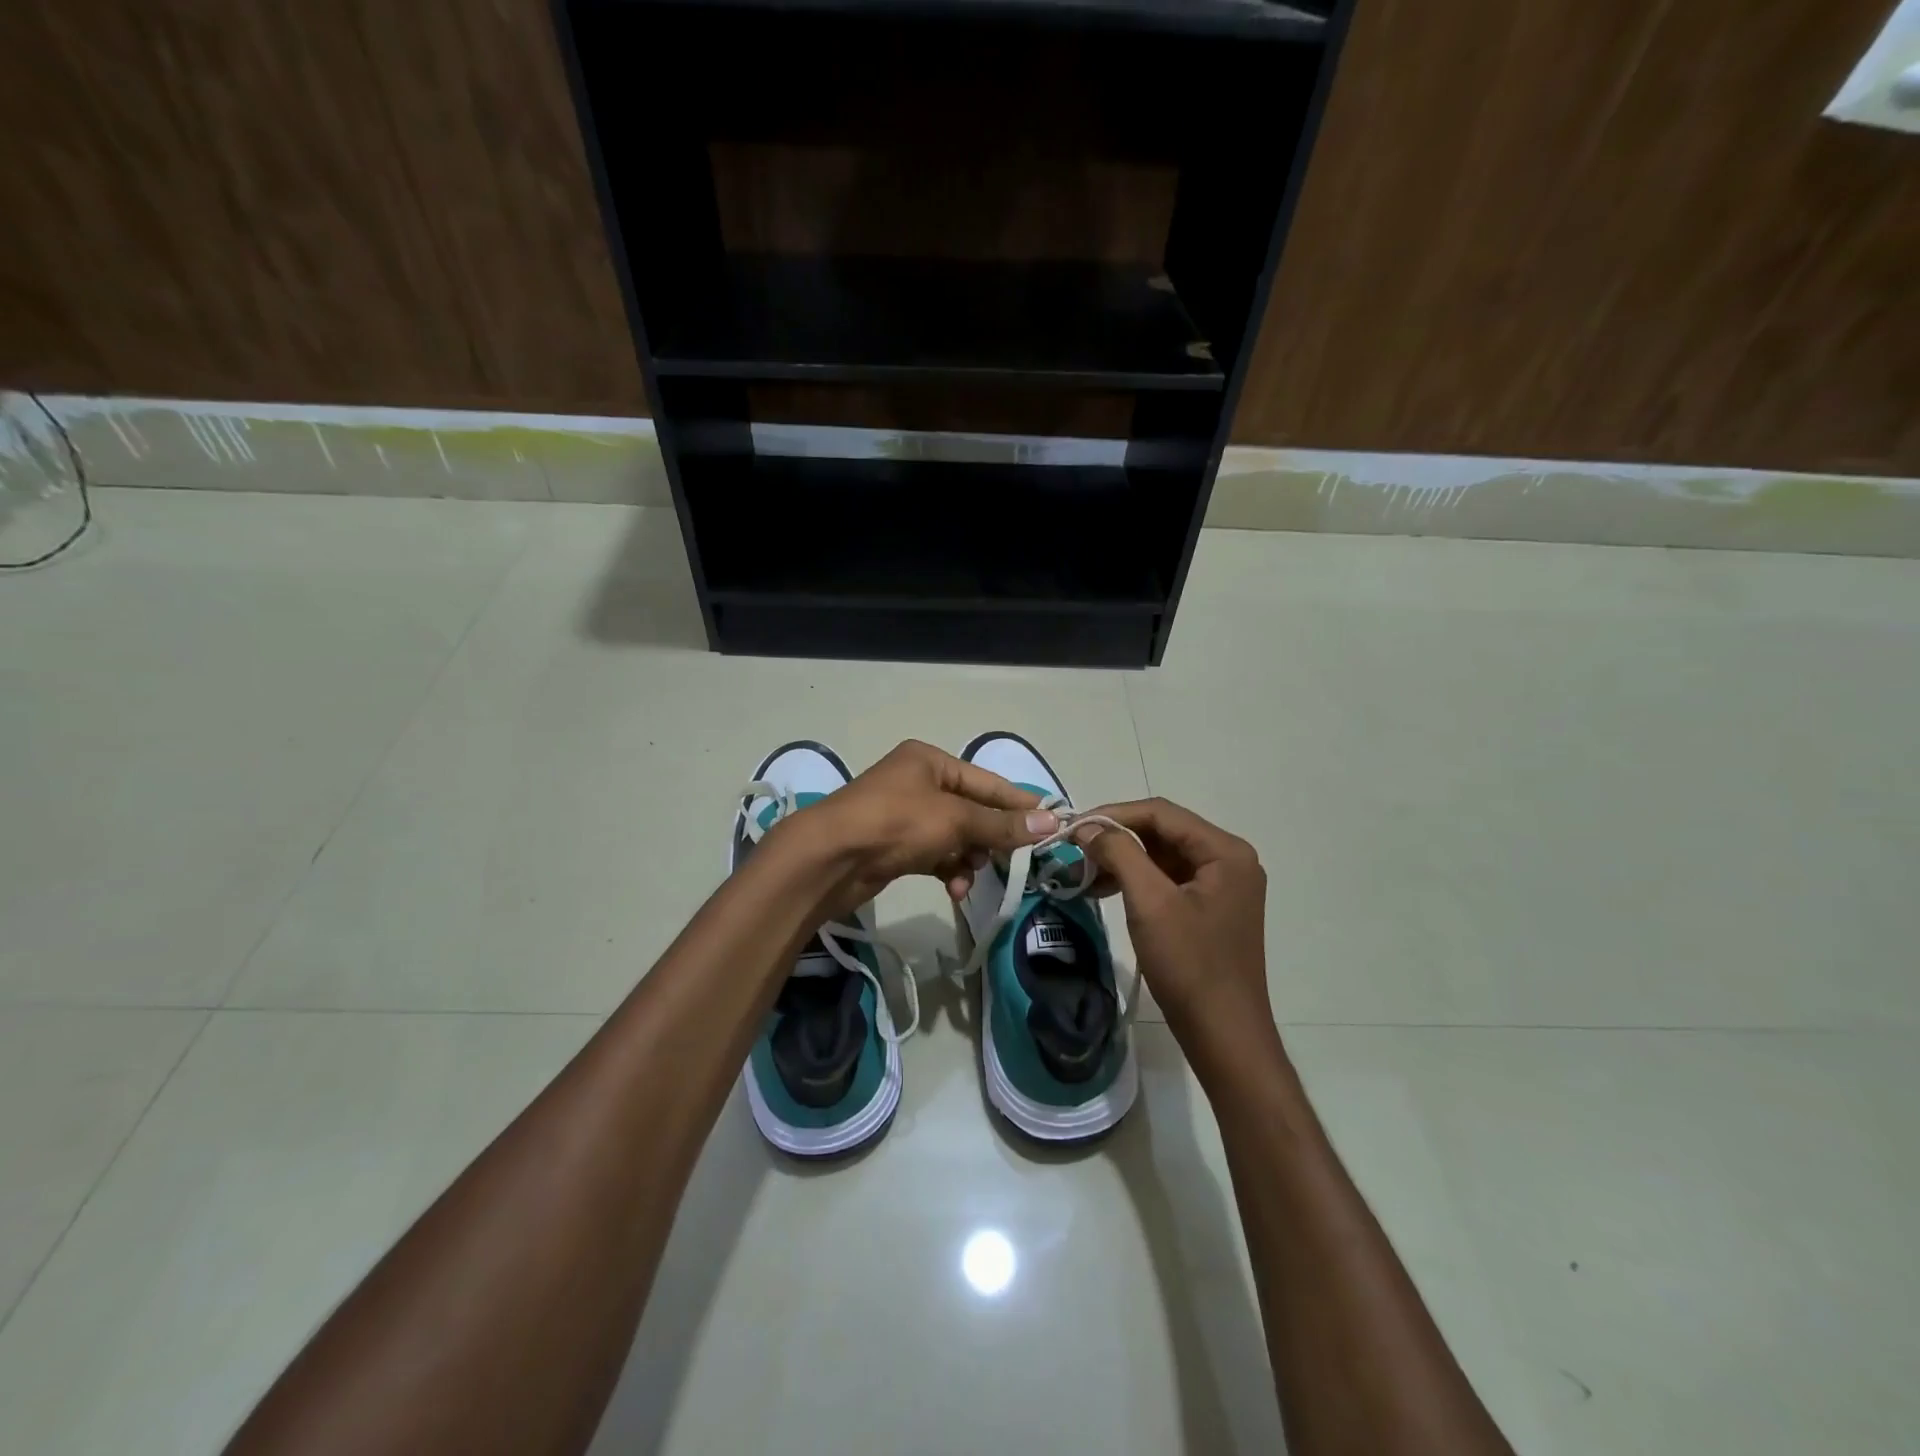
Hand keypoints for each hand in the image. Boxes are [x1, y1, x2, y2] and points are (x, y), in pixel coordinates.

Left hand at [775, 740, 1057, 917]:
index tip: (1051, 823)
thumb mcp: (954, 820)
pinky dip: (948, 869)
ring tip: (971, 876)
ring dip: (968, 858)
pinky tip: (954, 888)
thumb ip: (1001, 824)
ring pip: (954, 837)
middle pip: (971, 810)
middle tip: (1013, 860)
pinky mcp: (895, 846)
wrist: (830, 859)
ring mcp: (904, 815)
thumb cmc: (895, 823)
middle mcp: (918, 783)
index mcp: (930, 762)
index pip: (987, 782)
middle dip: (989, 837)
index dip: (1018, 803)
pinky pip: (935, 855)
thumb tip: (1050, 822)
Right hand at [1073, 798, 1276, 1064]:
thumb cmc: (1190, 965)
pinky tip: (1105, 890)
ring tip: (1084, 872)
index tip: (1073, 826)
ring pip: (1162, 855)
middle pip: (1163, 831)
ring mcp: (1222, 885)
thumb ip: (1120, 853)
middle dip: (1117, 838)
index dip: (1113, 814)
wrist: (1224, 1035)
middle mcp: (1229, 860)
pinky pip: (1168, 879)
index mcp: (1225, 851)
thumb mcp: (1150, 902)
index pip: (1161, 813)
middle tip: (1075, 849)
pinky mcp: (1210, 908)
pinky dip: (1136, 880)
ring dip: (1123, 859)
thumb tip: (1087, 827)